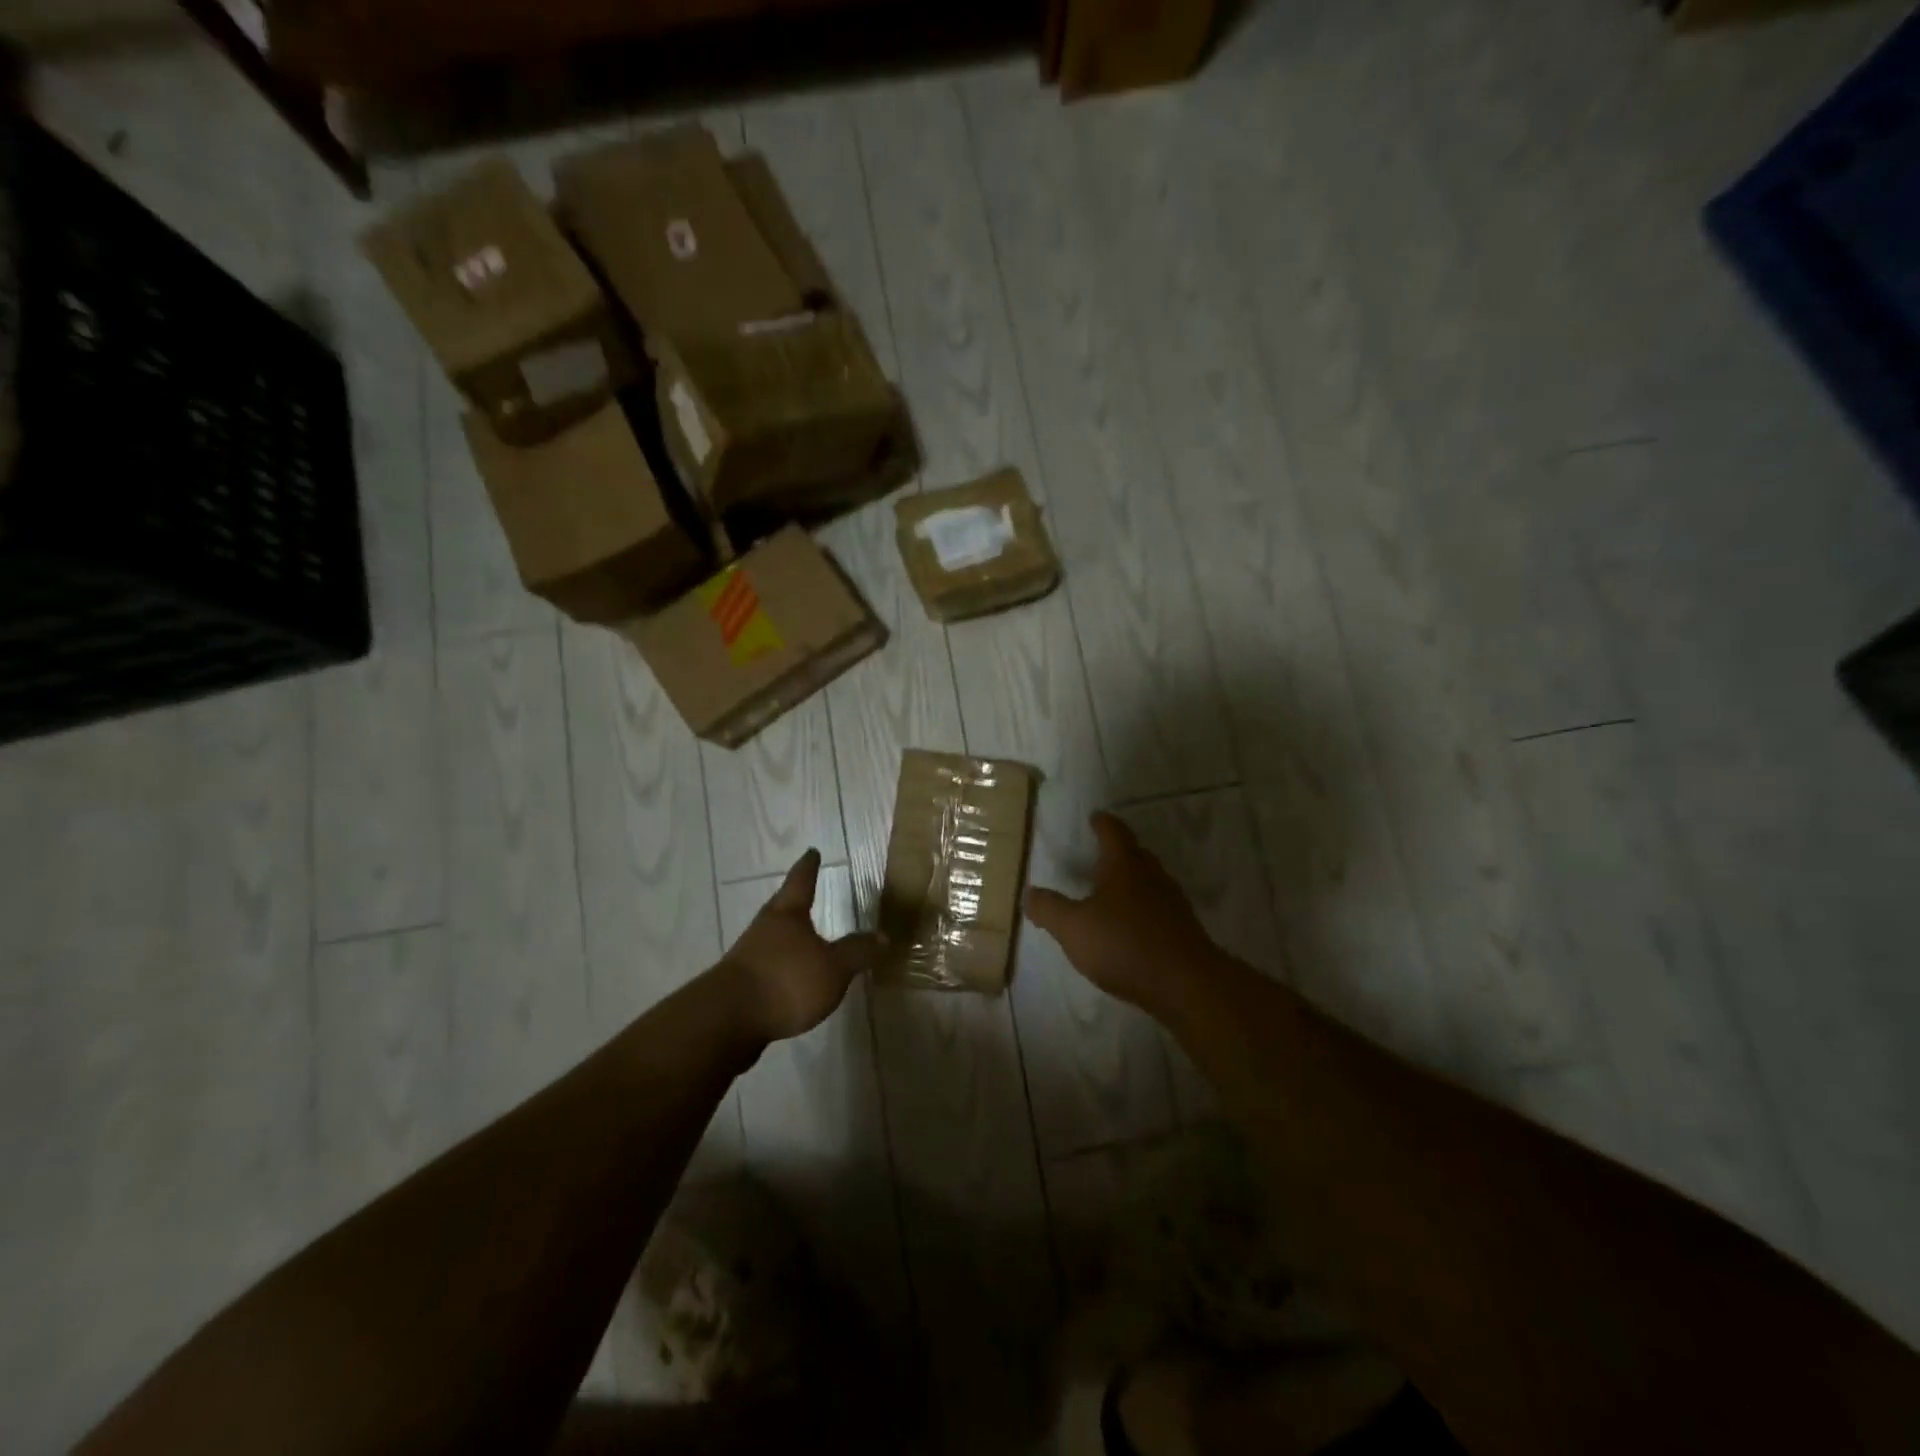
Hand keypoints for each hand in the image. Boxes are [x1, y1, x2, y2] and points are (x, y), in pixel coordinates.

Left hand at [718, 849, 883, 1043]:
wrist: (728, 1019)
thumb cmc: (787, 981)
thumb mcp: (834, 968)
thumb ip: (857, 952)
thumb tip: (883, 936)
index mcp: (787, 915)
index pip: (801, 882)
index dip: (809, 867)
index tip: (812, 852)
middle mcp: (765, 928)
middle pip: (781, 907)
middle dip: (793, 900)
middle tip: (803, 891)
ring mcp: (748, 956)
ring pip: (771, 937)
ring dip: (785, 936)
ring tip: (801, 939)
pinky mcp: (740, 984)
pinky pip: (765, 966)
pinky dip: (779, 966)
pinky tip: (788, 978)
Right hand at [1025, 812, 1220, 1017]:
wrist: (1185, 984)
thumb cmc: (1124, 944)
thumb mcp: (1073, 928)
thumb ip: (1049, 909)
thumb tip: (1029, 893)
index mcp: (1124, 865)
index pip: (1113, 832)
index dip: (1102, 823)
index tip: (1095, 817)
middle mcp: (1152, 876)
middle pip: (1135, 854)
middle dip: (1118, 851)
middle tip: (1099, 853)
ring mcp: (1171, 902)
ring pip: (1148, 881)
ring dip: (1130, 882)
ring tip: (1111, 891)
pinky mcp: (1182, 929)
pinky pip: (1157, 908)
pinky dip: (1141, 908)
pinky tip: (1130, 926)